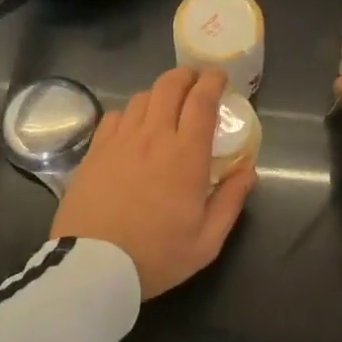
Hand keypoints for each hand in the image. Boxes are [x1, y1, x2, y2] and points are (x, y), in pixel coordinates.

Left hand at [51, 67, 258, 299]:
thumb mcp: (207, 241)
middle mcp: (153, 137)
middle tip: (196, 82)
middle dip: (186, 76)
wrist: (93, 266)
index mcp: (185, 155)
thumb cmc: (156, 256)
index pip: (201, 101)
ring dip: (159, 93)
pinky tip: (134, 127)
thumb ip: (230, 201)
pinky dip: (131, 112)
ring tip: (167, 104)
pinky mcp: (94, 150)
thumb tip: (248, 170)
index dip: (212, 82)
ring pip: (142, 97)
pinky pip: (115, 116)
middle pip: (169, 86)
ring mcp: (119, 140)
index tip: (220, 77)